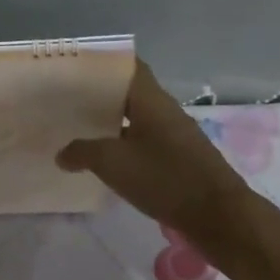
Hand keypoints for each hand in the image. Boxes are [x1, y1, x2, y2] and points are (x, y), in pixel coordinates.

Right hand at [56, 60, 258, 258]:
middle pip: (130, 94)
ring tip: (79, 130)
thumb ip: (82, 152)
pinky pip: (145, 144)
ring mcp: (175, 137)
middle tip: (67, 102)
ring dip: (111, 124)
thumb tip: (62, 153)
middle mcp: (165, 112)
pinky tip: (105, 162)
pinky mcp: (179, 160)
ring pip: (137, 120)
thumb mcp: (113, 163)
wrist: (218, 216)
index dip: (103, 64)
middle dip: (100, 97)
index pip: (129, 67)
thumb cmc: (164, 178)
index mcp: (152, 100)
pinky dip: (124, 147)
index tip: (76, 68)